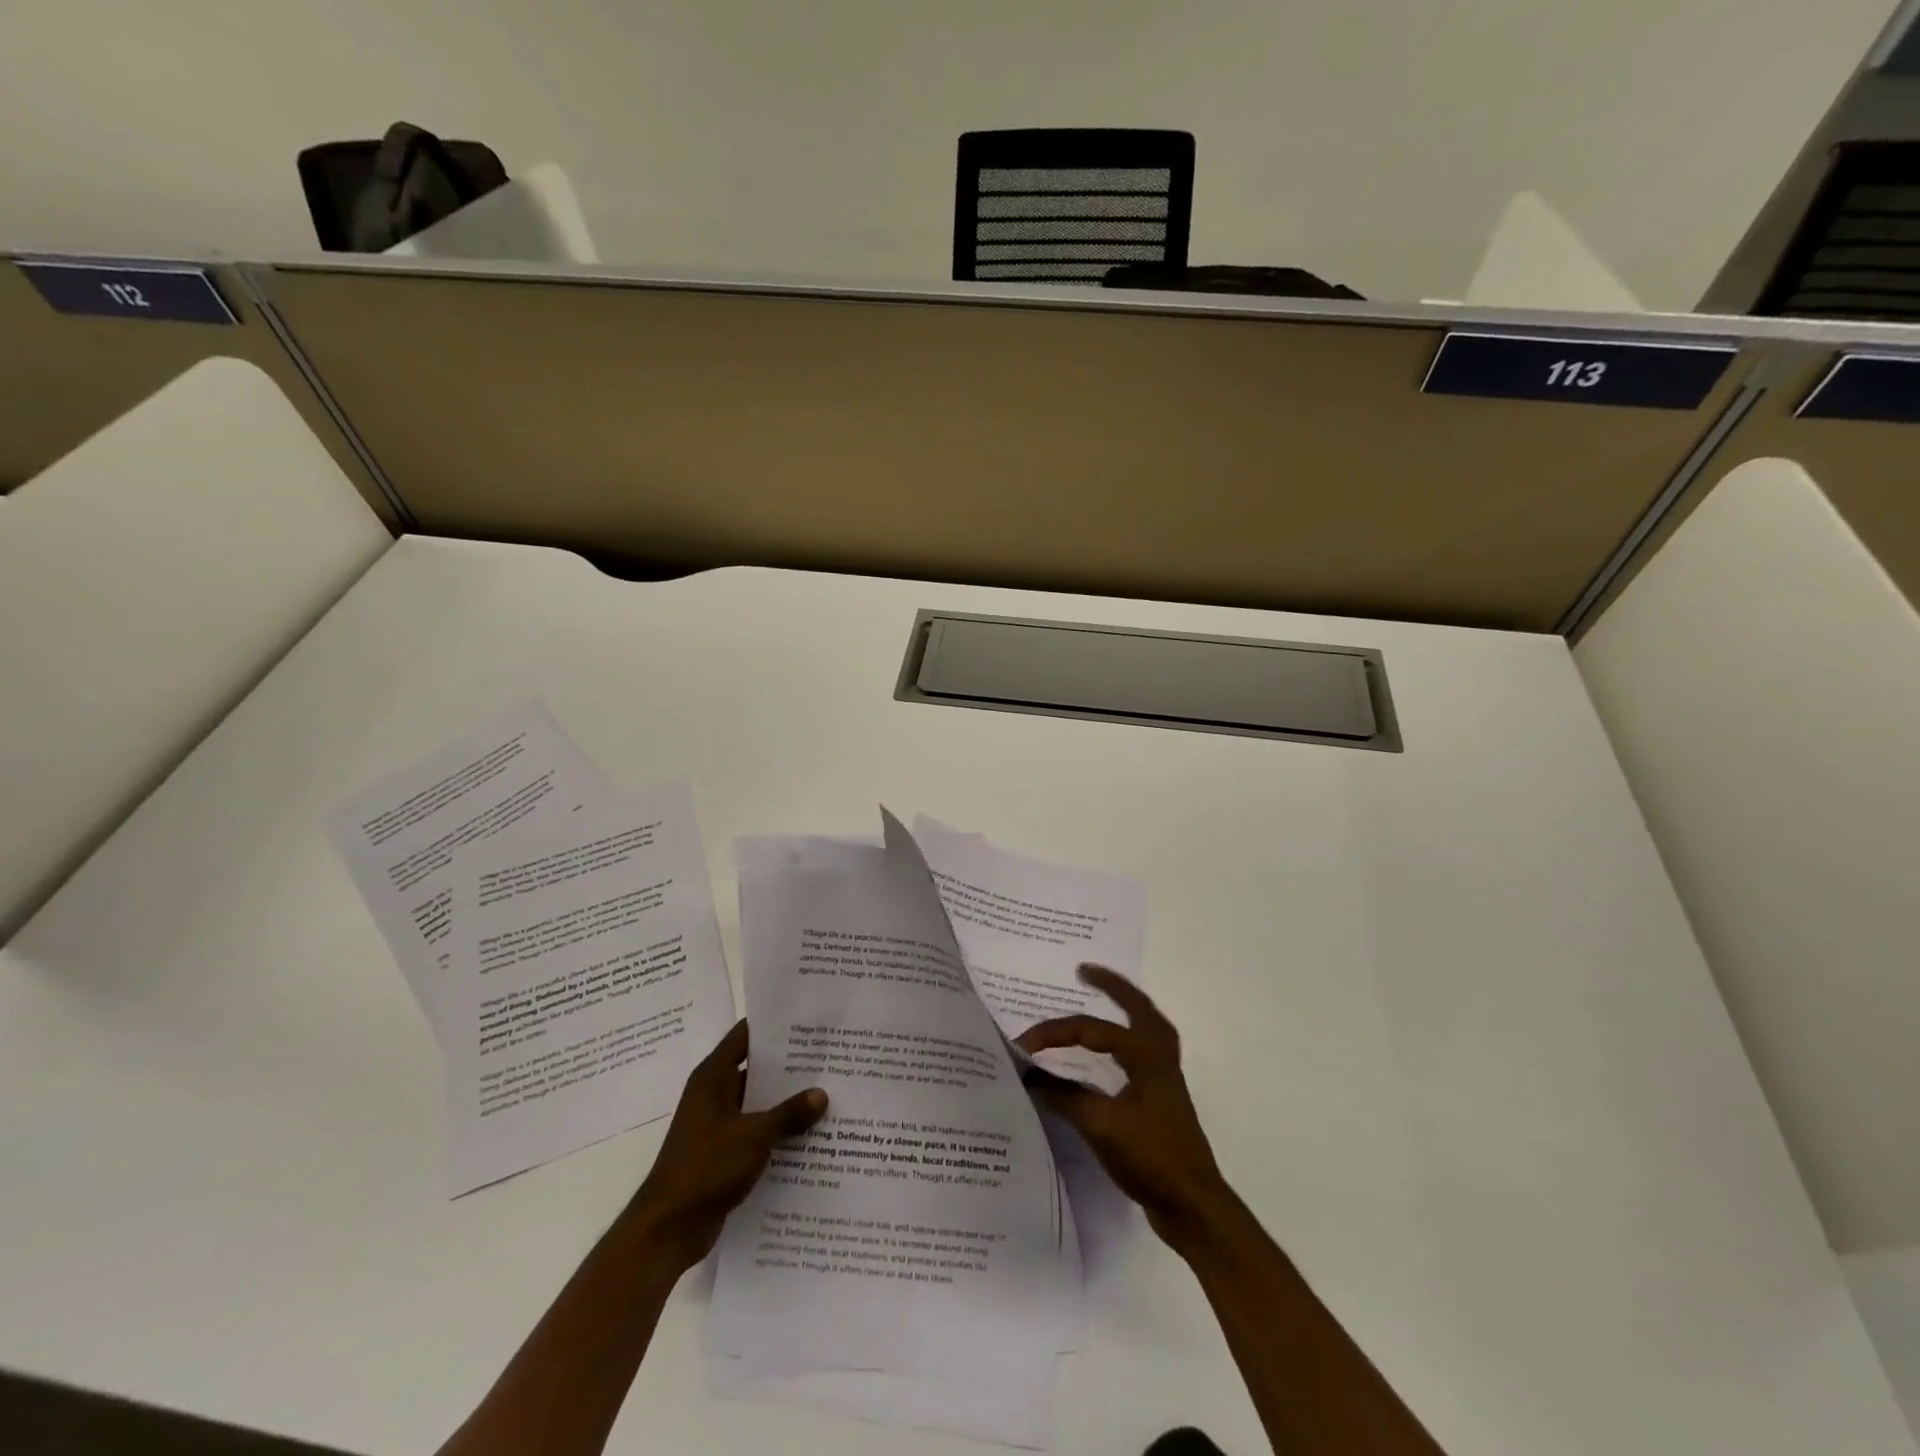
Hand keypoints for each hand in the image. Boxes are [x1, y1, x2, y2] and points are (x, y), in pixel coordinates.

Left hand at [629, 1020, 827, 1270]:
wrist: (667, 1230)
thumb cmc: (706, 1168)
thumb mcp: (754, 1136)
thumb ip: (789, 1114)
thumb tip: (821, 1094)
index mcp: (713, 1077)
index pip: (746, 1035)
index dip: (774, 1025)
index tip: (808, 1020)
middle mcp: (714, 1094)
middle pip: (756, 1068)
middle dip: (790, 1065)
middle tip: (829, 1056)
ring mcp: (718, 1124)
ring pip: (759, 1102)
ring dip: (787, 1102)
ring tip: (829, 1092)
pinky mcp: (723, 1152)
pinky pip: (756, 1131)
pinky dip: (778, 1130)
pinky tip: (811, 1134)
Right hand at [1017, 965, 1230, 1251]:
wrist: (1193, 1206)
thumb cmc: (1150, 1156)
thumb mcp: (1100, 1125)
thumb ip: (1062, 1095)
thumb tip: (1027, 1073)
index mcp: (1146, 1054)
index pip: (1092, 1030)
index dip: (1055, 1033)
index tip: (1023, 1045)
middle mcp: (1159, 1058)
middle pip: (1138, 1007)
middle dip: (1112, 986)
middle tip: (1084, 971)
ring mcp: (1164, 1079)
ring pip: (1146, 1028)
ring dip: (1124, 1008)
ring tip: (1103, 997)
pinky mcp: (1161, 1100)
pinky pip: (1142, 1051)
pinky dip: (1125, 1038)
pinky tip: (1110, 1051)